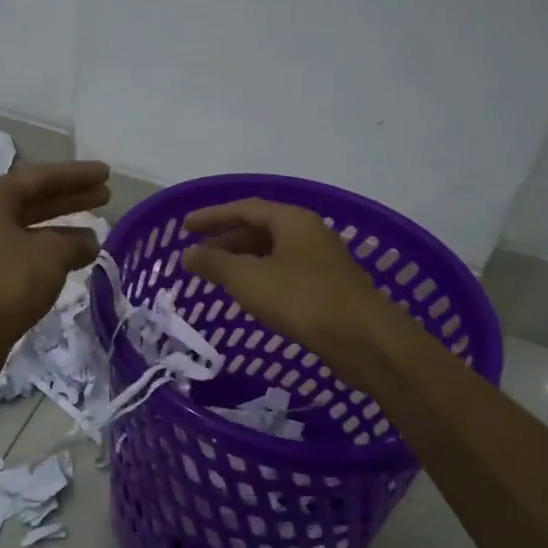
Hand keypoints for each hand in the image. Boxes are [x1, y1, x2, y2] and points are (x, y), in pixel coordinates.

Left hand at [0, 161, 109, 379]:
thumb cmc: (7, 283)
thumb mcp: (50, 256)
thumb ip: (75, 243)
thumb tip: (89, 243)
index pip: (40, 177)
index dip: (76, 175)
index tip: (106, 173)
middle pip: (32, 200)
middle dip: (70, 198)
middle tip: (105, 195)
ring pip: (26, 229)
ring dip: (60, 229)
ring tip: (95, 233)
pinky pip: (19, 254)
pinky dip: (46, 253)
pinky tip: (70, 262)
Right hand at [180, 198, 396, 371]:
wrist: (362, 339)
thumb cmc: (301, 299)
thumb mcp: (249, 279)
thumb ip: (215, 263)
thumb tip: (188, 254)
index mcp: (292, 220)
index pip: (245, 208)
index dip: (212, 217)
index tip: (185, 228)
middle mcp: (309, 233)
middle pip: (260, 228)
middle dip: (226, 240)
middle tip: (197, 255)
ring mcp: (322, 261)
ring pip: (273, 253)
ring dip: (243, 261)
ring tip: (217, 276)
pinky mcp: (328, 289)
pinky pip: (285, 274)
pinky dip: (261, 279)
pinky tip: (249, 297)